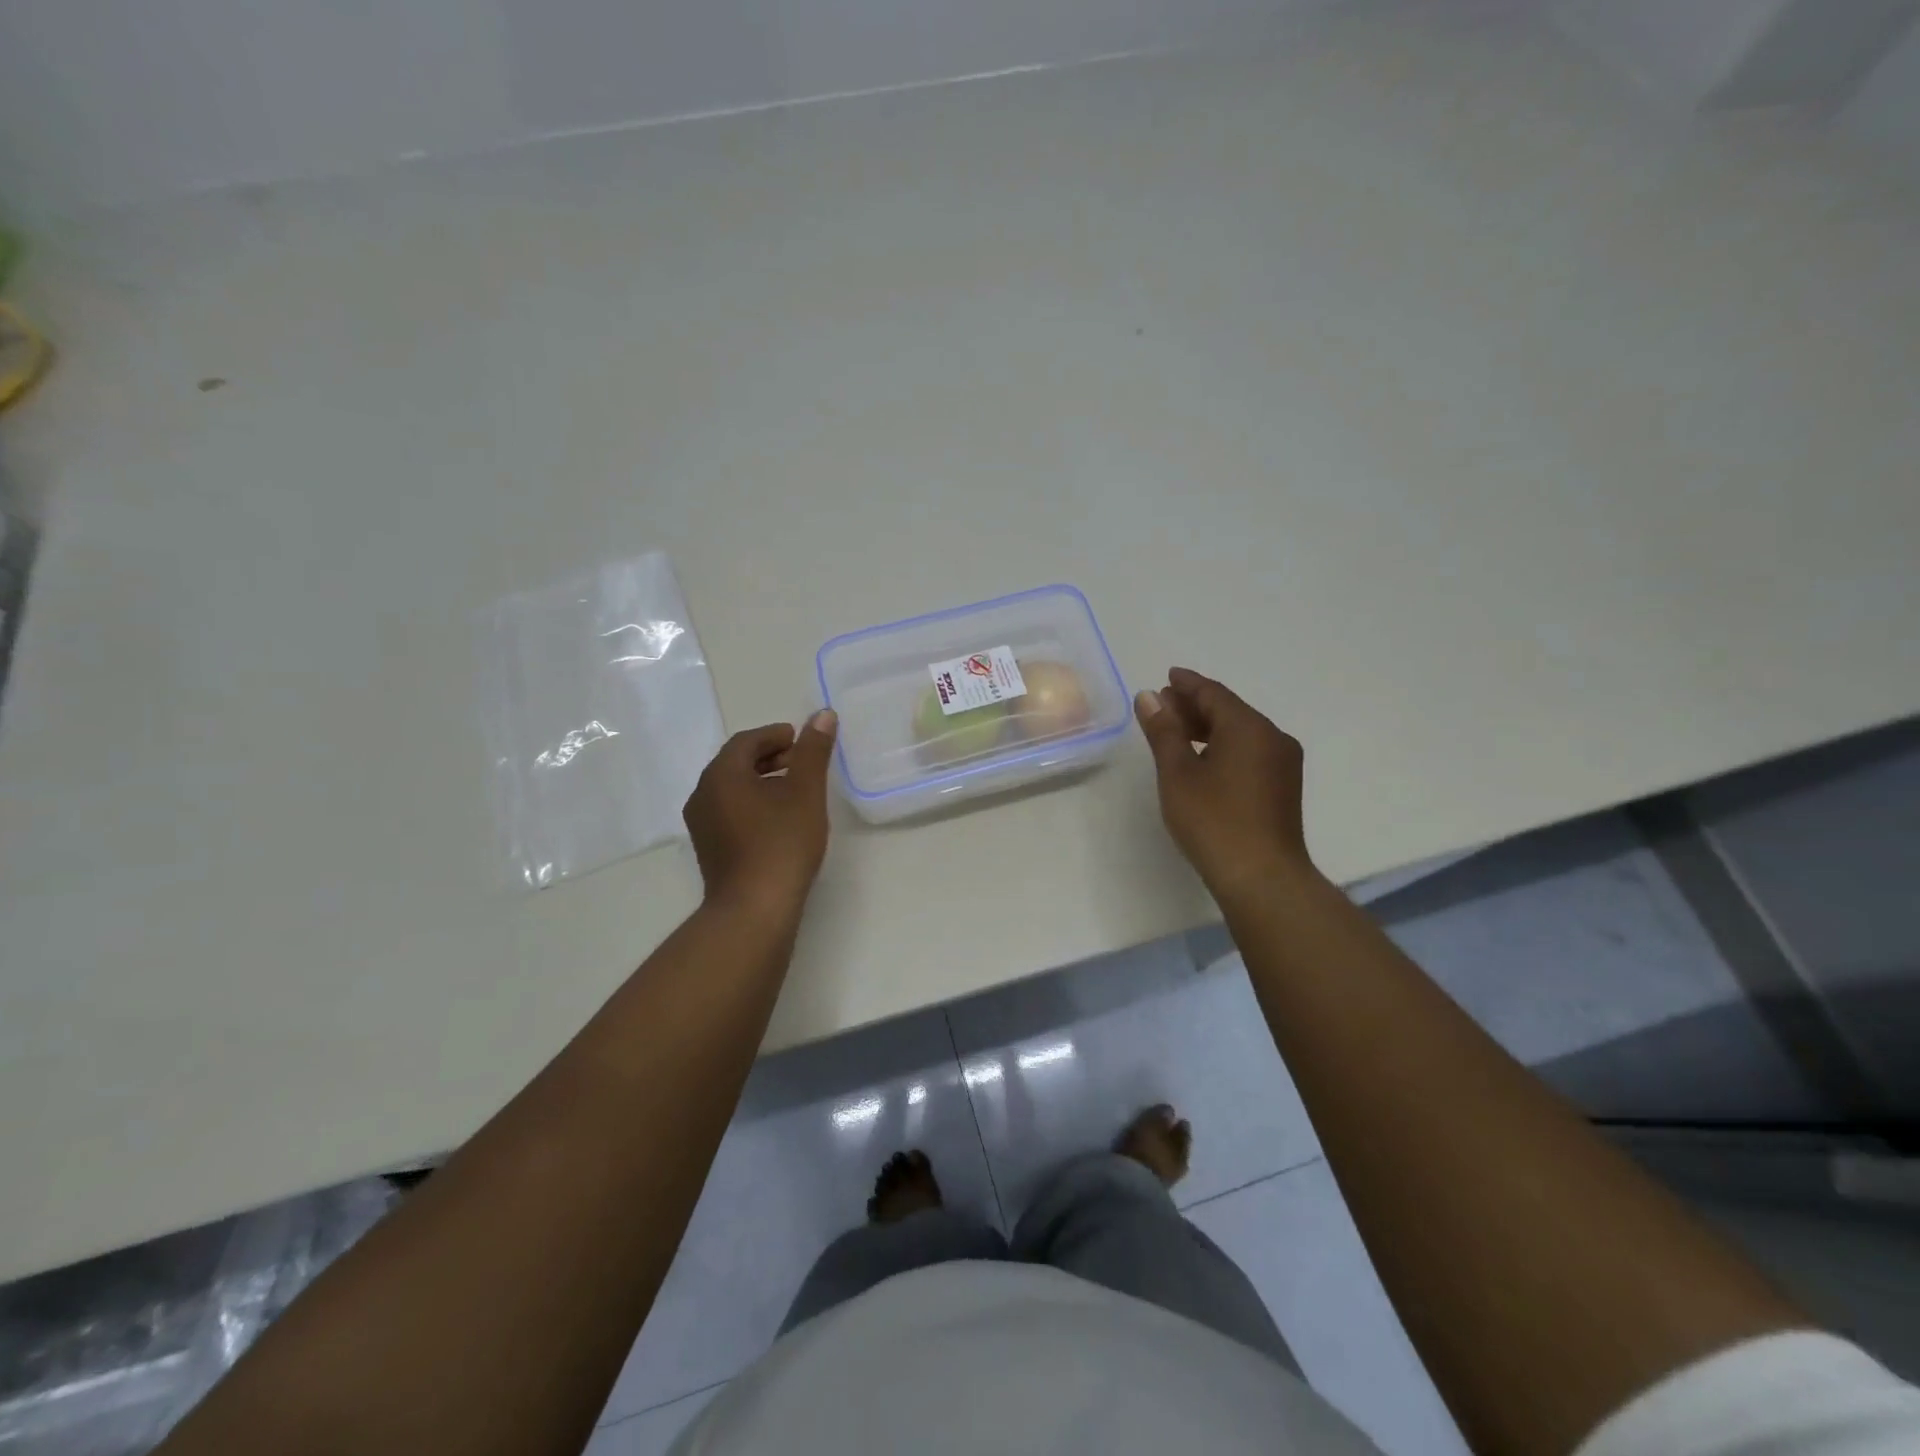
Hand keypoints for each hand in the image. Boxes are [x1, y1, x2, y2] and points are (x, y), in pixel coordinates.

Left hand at [683, 710, 837, 917]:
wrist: (754, 909)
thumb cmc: (781, 843)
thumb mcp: (806, 792)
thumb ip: (813, 751)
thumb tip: (823, 714)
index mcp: (721, 775)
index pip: (746, 741)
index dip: (775, 735)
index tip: (801, 739)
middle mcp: (702, 795)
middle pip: (736, 763)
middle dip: (769, 756)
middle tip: (801, 761)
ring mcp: (702, 825)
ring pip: (732, 789)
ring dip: (762, 781)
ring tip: (795, 790)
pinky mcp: (709, 849)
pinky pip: (730, 811)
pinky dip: (753, 803)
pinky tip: (779, 819)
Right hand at [1134, 668, 1314, 902]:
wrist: (1262, 877)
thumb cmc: (1214, 821)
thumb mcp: (1178, 773)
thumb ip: (1164, 731)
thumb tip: (1149, 697)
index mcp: (1249, 727)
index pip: (1213, 693)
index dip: (1186, 684)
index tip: (1166, 677)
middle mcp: (1273, 737)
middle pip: (1229, 710)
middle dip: (1195, 706)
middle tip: (1162, 706)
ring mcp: (1283, 763)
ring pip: (1241, 732)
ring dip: (1208, 728)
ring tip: (1176, 732)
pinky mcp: (1283, 787)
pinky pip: (1250, 751)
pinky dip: (1224, 746)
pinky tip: (1203, 760)